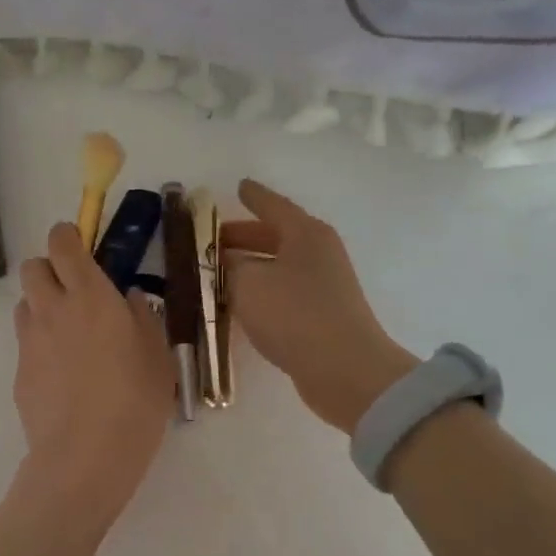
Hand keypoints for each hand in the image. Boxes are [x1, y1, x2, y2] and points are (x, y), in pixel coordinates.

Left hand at [0, 222, 173, 555]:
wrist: (86, 457)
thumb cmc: (135, 402)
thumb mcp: (157, 356)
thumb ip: (143, 317)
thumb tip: (129, 297)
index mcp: (90, 296)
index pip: (63, 243)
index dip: (67, 236)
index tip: (80, 245)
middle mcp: (53, 309)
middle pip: (32, 266)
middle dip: (49, 269)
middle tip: (75, 293)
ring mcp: (30, 341)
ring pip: (24, 303)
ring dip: (41, 306)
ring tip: (68, 335)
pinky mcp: (18, 372)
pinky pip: (25, 342)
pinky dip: (40, 344)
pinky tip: (62, 375)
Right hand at [224, 179, 418, 433]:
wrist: (343, 369)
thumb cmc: (293, 315)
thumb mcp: (248, 284)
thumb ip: (230, 267)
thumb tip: (227, 262)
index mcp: (305, 233)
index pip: (272, 205)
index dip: (253, 196)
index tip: (239, 186)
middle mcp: (318, 253)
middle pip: (276, 236)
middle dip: (243, 237)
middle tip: (212, 241)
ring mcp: (323, 285)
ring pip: (278, 266)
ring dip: (250, 267)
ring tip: (218, 273)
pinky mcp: (322, 315)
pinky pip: (283, 292)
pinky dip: (261, 292)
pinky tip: (241, 304)